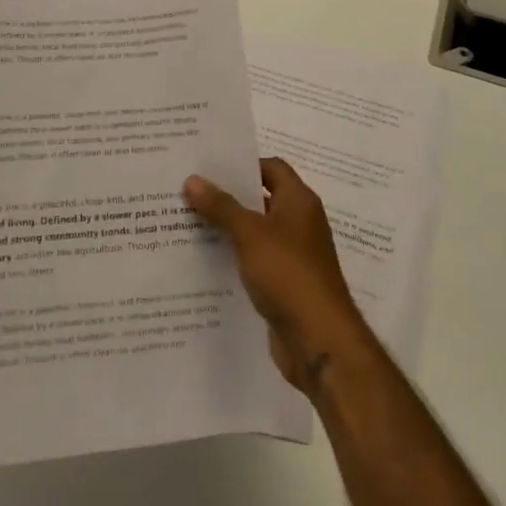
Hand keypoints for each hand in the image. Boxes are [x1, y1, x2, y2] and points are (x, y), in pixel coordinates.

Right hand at [184, 158, 372, 396]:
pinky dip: (233, 258)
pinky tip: (203, 261)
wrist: (319, 341)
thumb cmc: (289, 274)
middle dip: (227, 196)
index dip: (243, 164)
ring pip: (254, 233)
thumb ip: (221, 206)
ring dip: (227, 229)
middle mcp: (299, 224)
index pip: (271, 168)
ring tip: (187, 222)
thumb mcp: (250, 234)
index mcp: (299, 202)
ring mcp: (292, 256)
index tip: (208, 166)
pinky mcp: (283, 284)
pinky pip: (254, 261)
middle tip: (188, 191)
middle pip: (260, 199)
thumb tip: (192, 179)